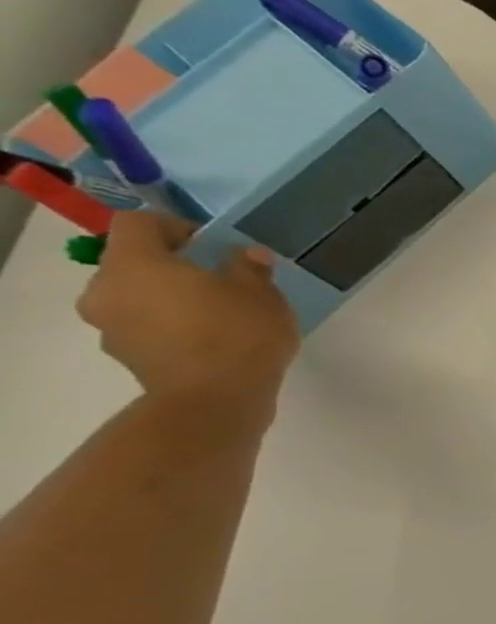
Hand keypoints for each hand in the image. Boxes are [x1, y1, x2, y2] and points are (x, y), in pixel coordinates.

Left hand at [77, 213, 299, 407]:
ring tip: (218, 314)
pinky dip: (171, 326)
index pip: (138, 223)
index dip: (176, 226)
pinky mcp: (125, 354)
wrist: (215, 400)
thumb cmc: (238, 334)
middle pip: (133, 262)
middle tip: (220, 281)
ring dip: (170, 298)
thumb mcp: (261, 294)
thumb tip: (245, 256)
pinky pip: (144, 326)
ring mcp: (110, 325)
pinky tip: (210, 340)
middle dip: (173, 267)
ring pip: (137, 296)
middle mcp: (106, 289)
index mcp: (135, 263)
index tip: (214, 245)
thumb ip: (249, 268)